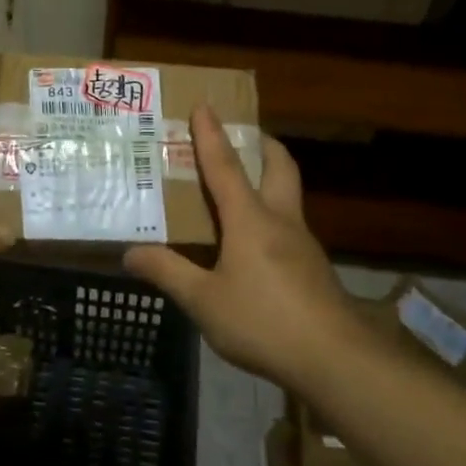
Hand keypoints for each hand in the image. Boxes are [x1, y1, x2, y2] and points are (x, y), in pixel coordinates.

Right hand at [124, 105, 364, 390]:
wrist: (335, 359)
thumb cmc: (263, 321)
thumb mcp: (204, 301)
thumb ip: (168, 273)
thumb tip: (129, 254)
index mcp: (250, 219)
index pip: (225, 166)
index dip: (211, 135)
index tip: (204, 106)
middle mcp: (280, 220)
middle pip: (279, 166)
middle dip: (262, 144)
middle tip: (242, 136)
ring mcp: (303, 244)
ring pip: (288, 196)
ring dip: (269, 179)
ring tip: (241, 189)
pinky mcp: (314, 268)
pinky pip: (289, 226)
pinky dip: (271, 216)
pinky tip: (254, 245)